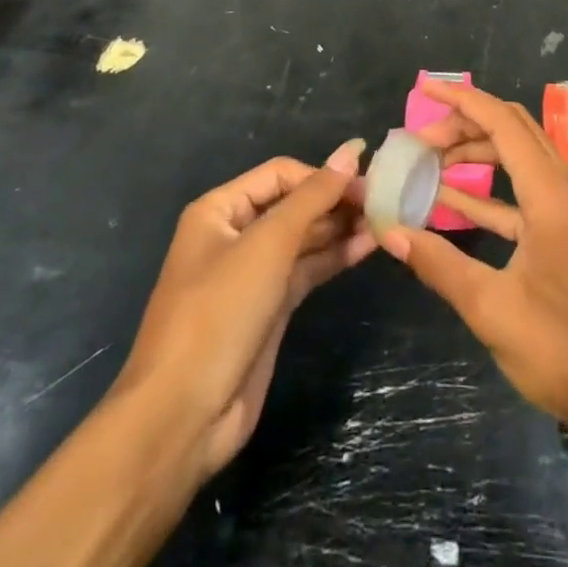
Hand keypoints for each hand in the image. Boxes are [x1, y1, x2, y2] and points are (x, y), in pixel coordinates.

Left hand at [117, 141, 375, 480]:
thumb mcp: (268, 244)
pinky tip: (368, 247)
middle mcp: (235, 235)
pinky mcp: (270, 308)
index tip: (367, 182)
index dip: (322, 175)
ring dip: (340, 228)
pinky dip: (335, 257)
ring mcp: (253, 274)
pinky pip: (307, 269)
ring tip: (385, 221)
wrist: (182, 416)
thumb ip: (314, 196)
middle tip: (384, 202)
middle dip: (335, 201)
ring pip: (304, 238)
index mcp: (220, 210)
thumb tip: (352, 150)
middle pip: (293, 204)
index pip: (280, 174)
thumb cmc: (219, 312)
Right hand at [382, 79, 567, 440]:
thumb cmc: (562, 349)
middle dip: (466, 123)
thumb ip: (439, 264)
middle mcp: (564, 187)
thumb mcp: (491, 308)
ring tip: (430, 164)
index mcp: (549, 193)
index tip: (424, 88)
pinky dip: (490, 191)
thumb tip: (390, 232)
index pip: (502, 123)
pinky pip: (525, 193)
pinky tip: (453, 203)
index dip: (462, 100)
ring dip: (478, 154)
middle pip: (513, 130)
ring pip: (520, 158)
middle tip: (421, 138)